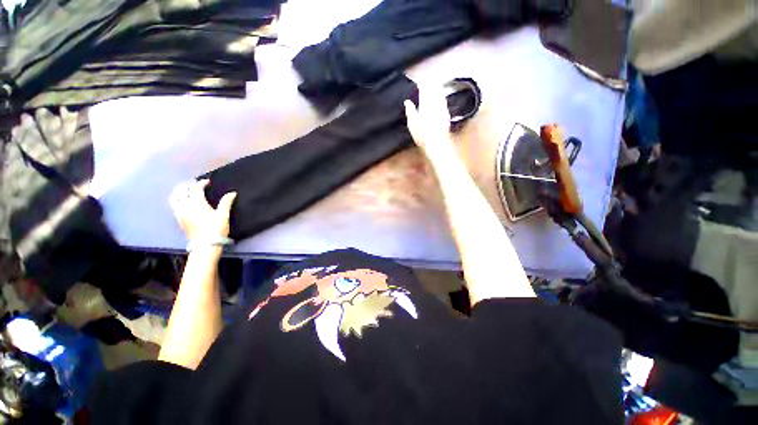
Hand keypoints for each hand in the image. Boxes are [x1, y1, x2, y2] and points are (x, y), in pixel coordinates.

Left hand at [170, 180, 236, 240]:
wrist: (205, 245)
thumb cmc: (216, 229)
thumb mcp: (223, 215)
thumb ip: (226, 202)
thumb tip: (232, 193)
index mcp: (197, 203)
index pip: (195, 188)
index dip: (201, 183)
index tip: (208, 182)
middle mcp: (185, 206)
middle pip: (181, 191)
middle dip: (188, 186)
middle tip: (196, 185)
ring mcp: (180, 212)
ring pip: (174, 198)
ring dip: (180, 192)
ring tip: (187, 191)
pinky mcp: (178, 219)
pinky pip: (174, 205)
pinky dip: (177, 200)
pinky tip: (184, 202)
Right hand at [404, 85, 455, 161]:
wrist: (438, 144)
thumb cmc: (422, 135)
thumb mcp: (412, 124)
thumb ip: (410, 111)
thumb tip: (407, 101)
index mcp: (426, 104)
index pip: (425, 89)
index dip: (422, 84)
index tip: (418, 82)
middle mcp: (436, 103)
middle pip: (434, 90)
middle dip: (430, 85)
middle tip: (426, 82)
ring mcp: (443, 108)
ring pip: (440, 95)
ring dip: (437, 90)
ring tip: (433, 87)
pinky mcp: (447, 115)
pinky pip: (444, 102)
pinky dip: (441, 98)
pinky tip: (440, 99)